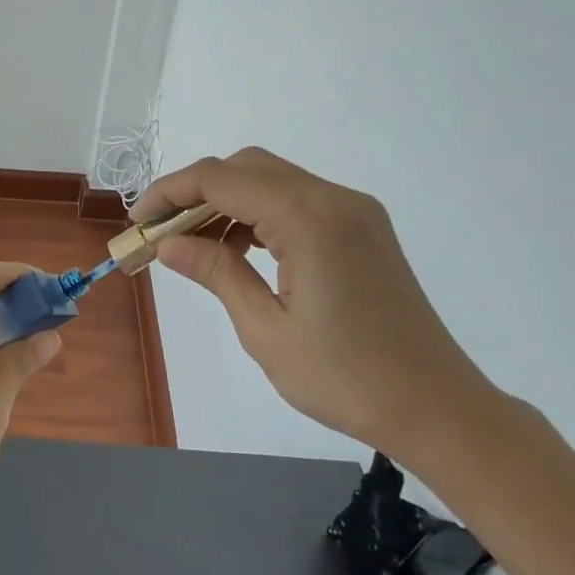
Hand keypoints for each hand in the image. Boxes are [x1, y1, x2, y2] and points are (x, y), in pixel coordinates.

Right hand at [135, 148, 495, 460]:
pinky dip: (257, 214)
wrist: (437, 407)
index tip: (137, 222)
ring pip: (271, 181)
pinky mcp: (363, 230)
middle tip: (160, 234)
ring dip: (225, 202)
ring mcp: (354, 212)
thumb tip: (168, 244)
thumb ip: (217, 273)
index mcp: (310, 219)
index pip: (221, 179)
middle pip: (246, 167)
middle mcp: (335, 199)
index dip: (170, 192)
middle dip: (194, 192)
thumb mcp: (266, 330)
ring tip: (190, 246)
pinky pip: (296, 201)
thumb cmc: (346, 378)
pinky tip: (236, 250)